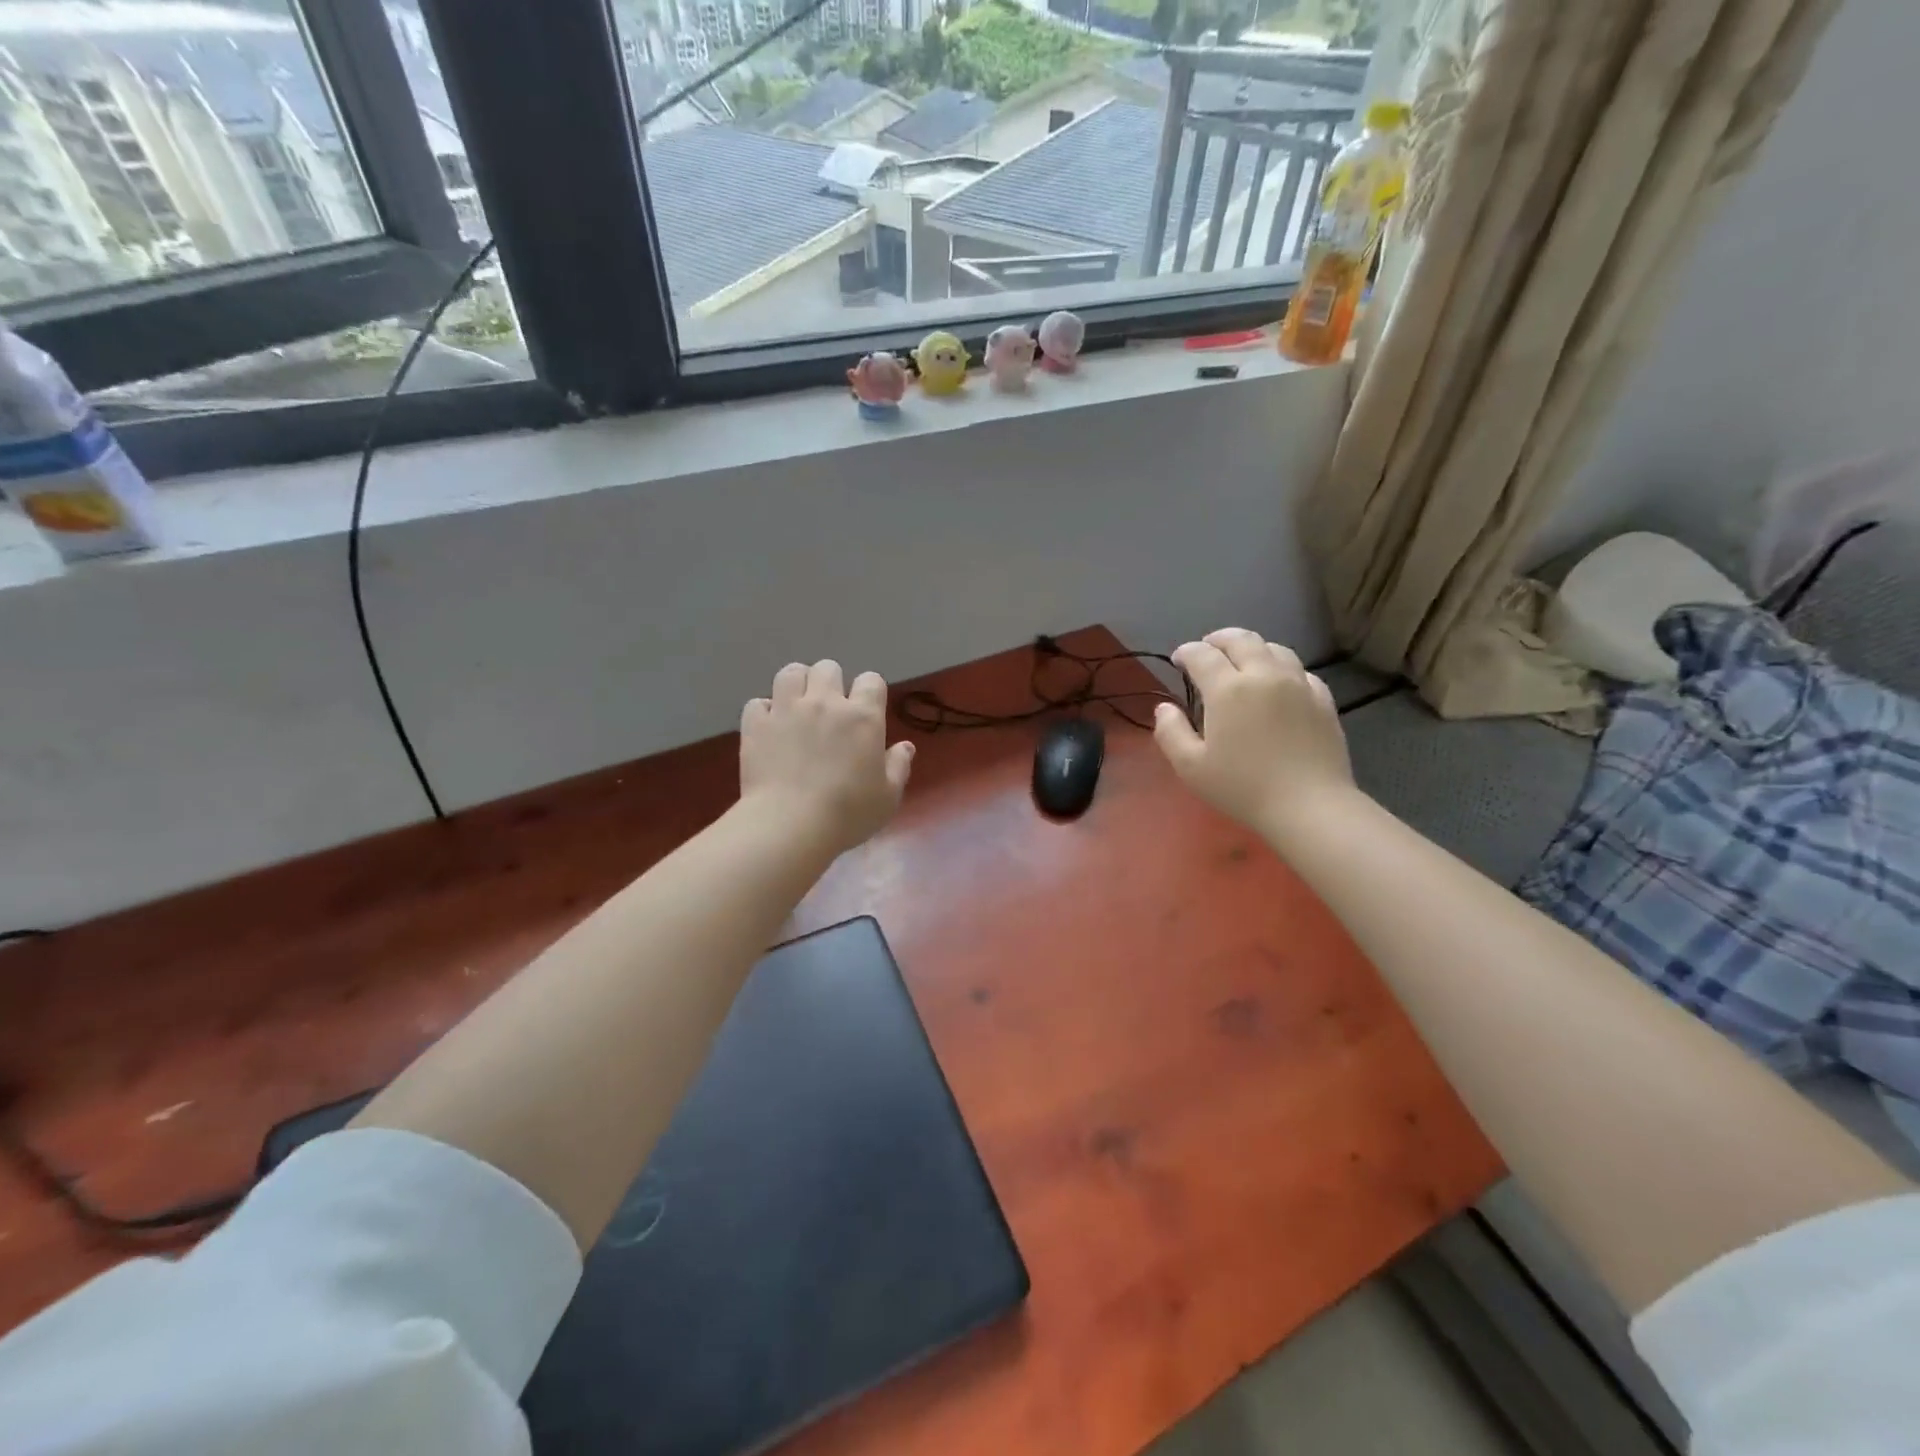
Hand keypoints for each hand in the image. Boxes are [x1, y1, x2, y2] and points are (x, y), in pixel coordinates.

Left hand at [740, 660, 914, 854]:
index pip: (871, 680)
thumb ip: (899, 767)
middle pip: (828, 668)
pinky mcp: (756, 724)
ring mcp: (786, 709)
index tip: (867, 711)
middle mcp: (825, 703)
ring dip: (797, 685)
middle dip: (831, 683)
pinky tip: (770, 728)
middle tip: (830, 709)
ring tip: (797, 706)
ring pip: (791, 672)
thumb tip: (906, 747)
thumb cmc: (847, 814)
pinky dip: (764, 711)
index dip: (870, 691)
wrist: (790, 825)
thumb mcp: (887, 797)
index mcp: (863, 717)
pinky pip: (758, 702)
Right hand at [1153, 628, 1353, 844]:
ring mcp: (1298, 684)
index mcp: (1227, 689)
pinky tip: (1278, 684)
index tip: (1178, 661)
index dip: (1186, 652)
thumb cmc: (1242, 787)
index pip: (1201, 654)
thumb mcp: (1190, 767)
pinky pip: (1300, 671)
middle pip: (1240, 639)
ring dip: (1252, 649)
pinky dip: (1281, 668)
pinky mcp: (1322, 699)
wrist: (1309, 806)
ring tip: (1242, 662)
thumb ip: (1170, 732)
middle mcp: (1263, 675)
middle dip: (1218, 640)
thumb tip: (1164, 708)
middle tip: (1207, 650)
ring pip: (1274, 648)